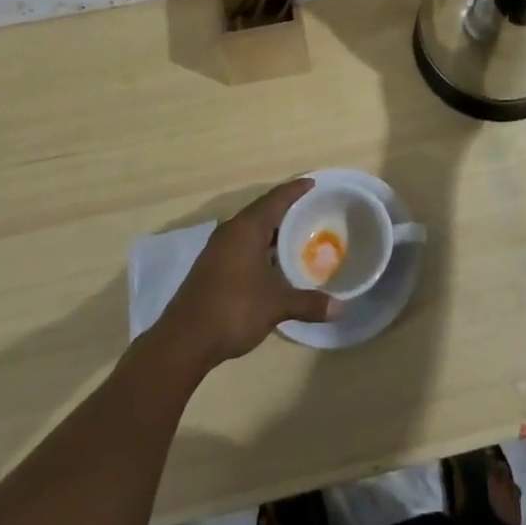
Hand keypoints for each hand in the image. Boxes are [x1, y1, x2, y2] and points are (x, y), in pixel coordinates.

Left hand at [155, 180, 338, 371]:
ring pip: (251, 229)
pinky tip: (273, 262)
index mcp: (247, 228)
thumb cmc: (234, 310)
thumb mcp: (276, 305)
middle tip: (312, 209)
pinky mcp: (212, 266)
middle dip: (286, 209)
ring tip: (298, 234)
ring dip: (272, 230)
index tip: (314, 183)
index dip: (295, 190)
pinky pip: (242, 244)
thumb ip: (309, 303)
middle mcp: (231, 231)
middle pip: (263, 210)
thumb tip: (341, 308)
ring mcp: (218, 249)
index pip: (276, 199)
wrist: (184, 341)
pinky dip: (261, 246)